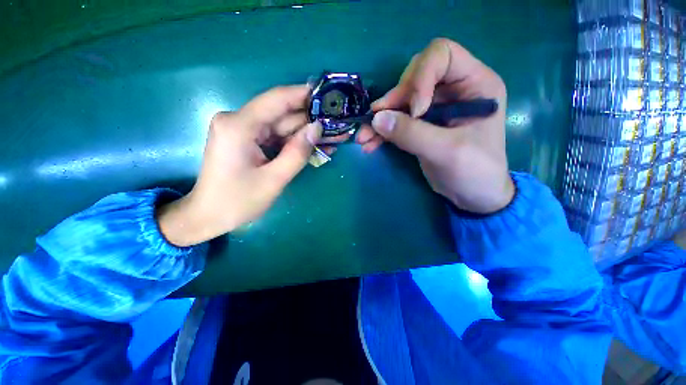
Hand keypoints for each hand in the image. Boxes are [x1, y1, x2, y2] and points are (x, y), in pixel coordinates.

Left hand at [157, 85, 332, 246]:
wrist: (209, 216)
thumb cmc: (237, 201)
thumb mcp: (274, 179)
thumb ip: (297, 152)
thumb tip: (317, 128)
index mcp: (239, 125)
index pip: (277, 99)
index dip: (303, 94)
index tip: (327, 94)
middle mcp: (238, 121)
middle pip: (281, 114)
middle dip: (310, 121)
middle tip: (337, 124)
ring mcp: (242, 130)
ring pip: (281, 126)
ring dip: (305, 134)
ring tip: (332, 139)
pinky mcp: (246, 140)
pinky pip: (275, 137)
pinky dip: (293, 143)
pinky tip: (314, 148)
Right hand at [367, 38, 513, 213]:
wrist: (473, 195)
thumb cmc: (475, 172)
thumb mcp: (446, 151)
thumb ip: (412, 133)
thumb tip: (376, 119)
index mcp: (474, 84)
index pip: (442, 55)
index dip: (421, 77)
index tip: (415, 111)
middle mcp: (453, 89)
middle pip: (415, 76)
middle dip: (394, 99)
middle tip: (377, 122)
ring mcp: (435, 107)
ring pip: (400, 101)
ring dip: (380, 118)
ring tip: (364, 137)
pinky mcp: (421, 125)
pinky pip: (397, 120)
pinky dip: (382, 131)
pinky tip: (370, 144)